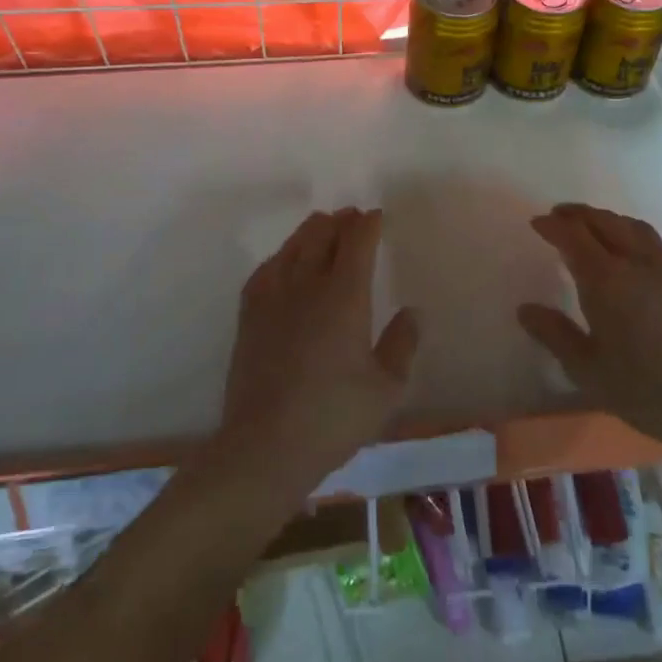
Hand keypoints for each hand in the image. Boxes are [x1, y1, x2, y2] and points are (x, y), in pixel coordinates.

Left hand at [218, 208, 419, 491]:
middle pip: (322, 235)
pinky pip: (266, 269)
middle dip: (340, 221)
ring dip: (311, 231)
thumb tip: (412, 312)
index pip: (356, 243)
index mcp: (344, 297)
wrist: (265, 445)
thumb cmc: (334, 418)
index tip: (376, 217)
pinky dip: (281, 255)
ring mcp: (273, 298)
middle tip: (353, 217)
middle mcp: (307, 285)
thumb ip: (402, 344)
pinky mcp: (249, 316)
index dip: (368, 225)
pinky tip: (284, 261)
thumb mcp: (386, 389)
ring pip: (292, 247)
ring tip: (322, 226)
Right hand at [517, 203, 661, 450]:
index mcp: (607, 280)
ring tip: (595, 227)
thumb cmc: (647, 392)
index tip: (538, 223)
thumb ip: (554, 335)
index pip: (574, 237)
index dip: (553, 226)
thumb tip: (525, 309)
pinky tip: (635, 255)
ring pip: (635, 228)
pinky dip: (636, 237)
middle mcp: (639, 263)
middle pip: (606, 222)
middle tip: (560, 215)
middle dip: (579, 215)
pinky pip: (658, 245)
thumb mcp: (588, 370)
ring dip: (609, 220)